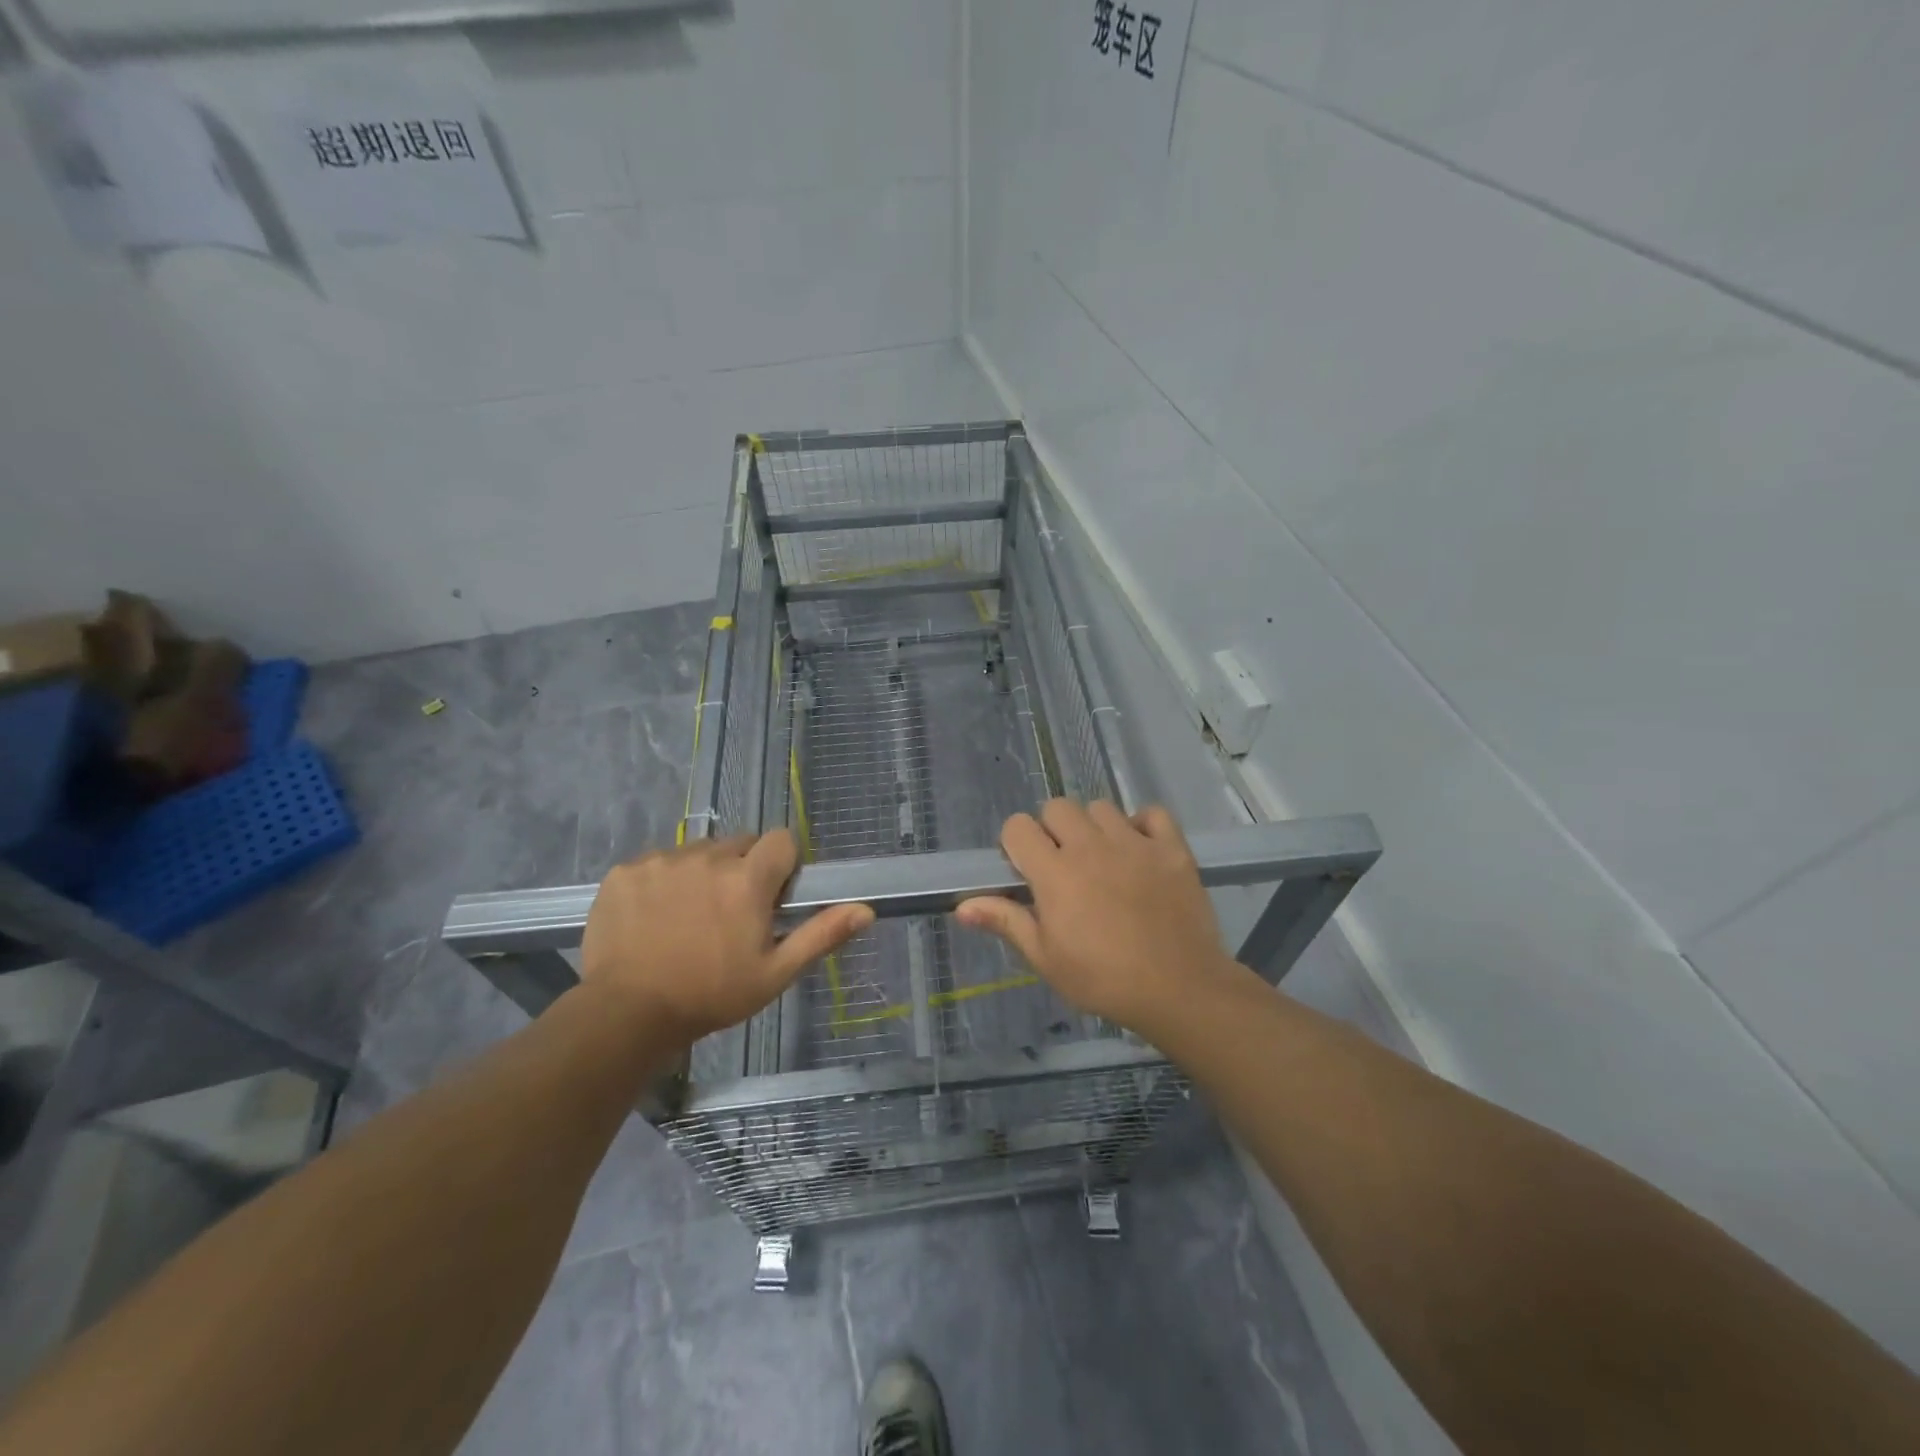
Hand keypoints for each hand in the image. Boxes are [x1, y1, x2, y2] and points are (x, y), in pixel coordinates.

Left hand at [580, 831, 872, 1045]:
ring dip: (703, 873)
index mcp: (748, 879)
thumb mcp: (774, 974)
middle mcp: (707, 857)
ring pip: (697, 852)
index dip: (782, 865)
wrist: (625, 1015)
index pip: (781, 840)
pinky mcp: (625, 871)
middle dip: (743, 869)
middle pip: (739, 844)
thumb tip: (866, 910)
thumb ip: (821, 935)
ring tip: (688, 918)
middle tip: (730, 914)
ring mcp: (662, 861)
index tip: (771, 897)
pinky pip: (657, 862)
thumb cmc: (710, 996)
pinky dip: (662, 881)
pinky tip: (653, 917)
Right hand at [956, 800, 1239, 1036]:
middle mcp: (1091, 846)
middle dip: (1052, 830)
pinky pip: (1152, 813)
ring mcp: (1134, 842)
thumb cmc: (1103, 979)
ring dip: (1094, 827)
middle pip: (1057, 806)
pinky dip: (1143, 825)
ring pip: (1101, 807)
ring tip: (1103, 859)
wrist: (1179, 989)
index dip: (1015, 844)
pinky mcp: (1171, 848)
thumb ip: (1006, 922)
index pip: (1018, 826)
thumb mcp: (1046, 958)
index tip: (1025, 870)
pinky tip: (1140, 851)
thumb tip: (961, 906)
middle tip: (1063, 866)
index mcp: (1055, 872)